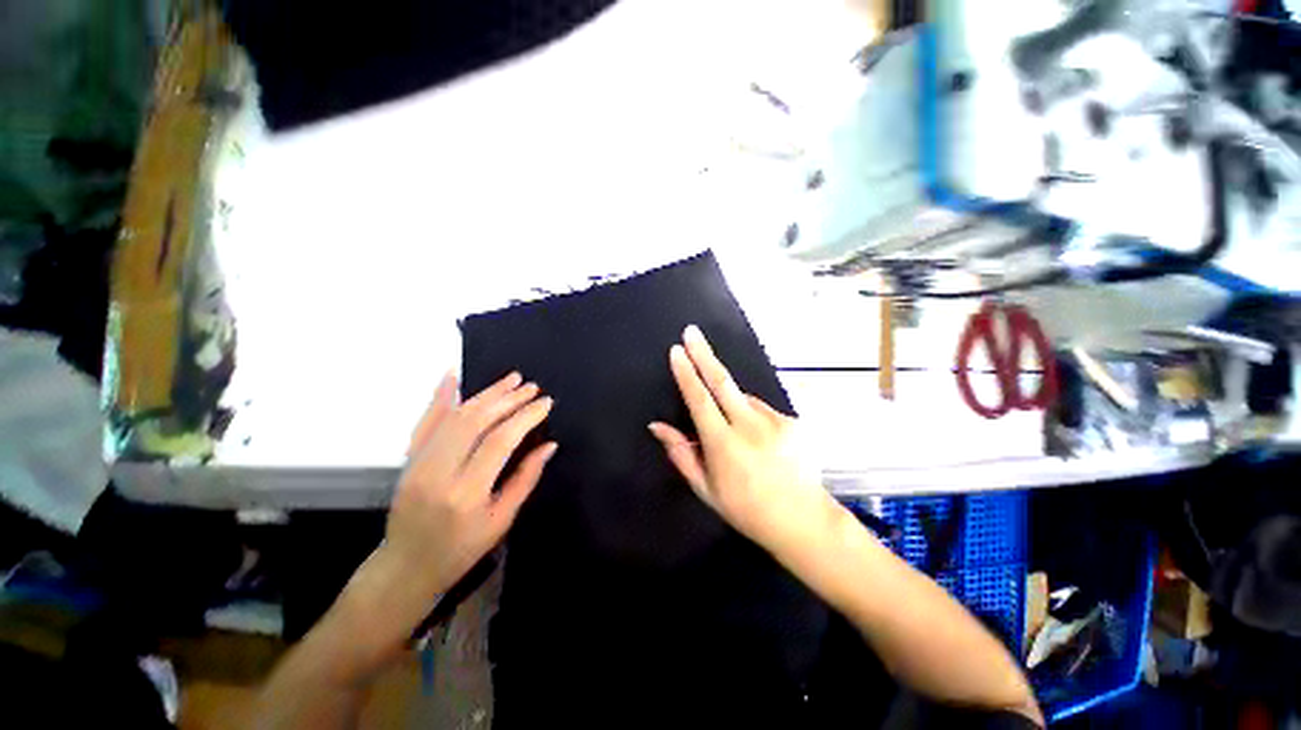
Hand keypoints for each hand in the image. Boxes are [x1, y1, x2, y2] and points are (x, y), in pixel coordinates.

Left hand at [334, 372, 554, 672]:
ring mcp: (419, 462)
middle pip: (477, 421)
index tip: (545, 403)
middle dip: (508, 399)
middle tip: (532, 387)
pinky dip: (440, 396)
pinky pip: (425, 421)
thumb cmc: (460, 549)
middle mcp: (439, 472)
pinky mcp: (408, 458)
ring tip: (511, 379)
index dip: (526, 417)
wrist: (405, 566)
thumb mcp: (501, 521)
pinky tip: (453, 376)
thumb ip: (526, 479)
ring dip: (486, 394)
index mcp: (466, 493)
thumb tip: (550, 445)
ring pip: (455, 416)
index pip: (501, 440)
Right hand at [648, 326, 840, 558]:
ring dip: (731, 402)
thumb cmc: (746, 509)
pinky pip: (761, 409)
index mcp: (724, 445)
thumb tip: (657, 426)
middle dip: (704, 354)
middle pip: (722, 381)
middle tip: (692, 331)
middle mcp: (749, 426)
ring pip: (743, 398)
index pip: (699, 400)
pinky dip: (751, 416)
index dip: (686, 373)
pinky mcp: (792, 421)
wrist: (802, 520)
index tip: (676, 351)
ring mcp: (774, 421)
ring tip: (737, 435)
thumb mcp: (705, 488)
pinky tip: (758, 440)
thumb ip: (681, 454)